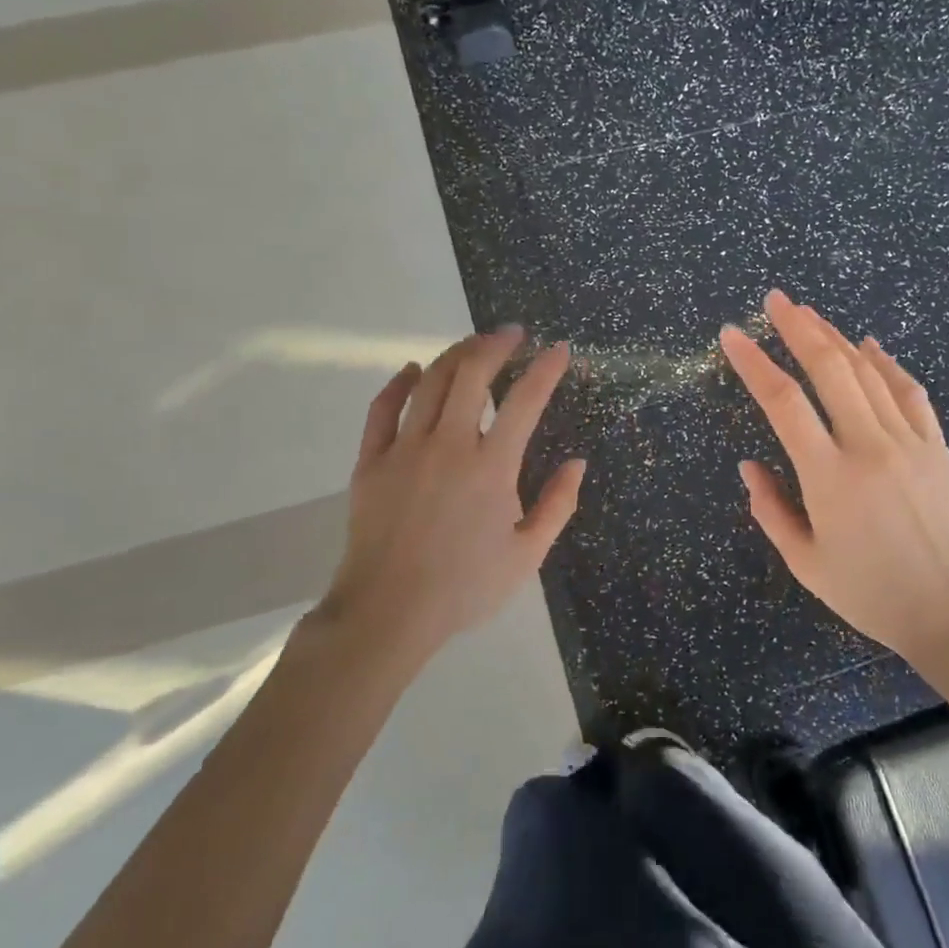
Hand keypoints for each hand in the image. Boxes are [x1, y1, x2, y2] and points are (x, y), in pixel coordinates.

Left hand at [315, 326, 584, 659]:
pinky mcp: (371, 462)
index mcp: (492, 467)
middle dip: (496, 344)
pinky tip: (413, 371)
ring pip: (430, 383)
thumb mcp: (527, 555)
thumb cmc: (465, 587)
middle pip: (471, 374)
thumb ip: (557, 505)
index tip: (559, 349)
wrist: (389, 613)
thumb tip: (577, 463)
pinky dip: (399, 383)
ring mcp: (404, 450)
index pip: (525, 400)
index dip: (546, 369)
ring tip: (474, 346)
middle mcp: (449, 445)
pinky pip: (382, 409)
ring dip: (455, 355)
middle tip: (512, 334)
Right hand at [720, 291, 948, 674]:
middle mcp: (868, 446)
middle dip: (798, 327)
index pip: (783, 403)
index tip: (732, 335)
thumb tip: (749, 465)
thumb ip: (771, 510)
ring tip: (810, 314)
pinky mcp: (937, 446)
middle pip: (829, 368)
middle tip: (775, 300)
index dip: (753, 363)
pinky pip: (909, 392)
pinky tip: (871, 346)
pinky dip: (887, 364)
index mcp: (829, 477)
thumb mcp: (806, 563)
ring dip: (836, 337)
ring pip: (868, 372)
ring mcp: (909, 441)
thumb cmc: (873, 595)